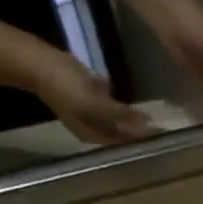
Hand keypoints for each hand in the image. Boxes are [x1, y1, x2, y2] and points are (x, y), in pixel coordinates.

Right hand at [30, 47, 156, 144]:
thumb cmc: (65, 86)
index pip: (125, 141)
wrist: (37, 62)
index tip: (165, 131)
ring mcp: (89, 111)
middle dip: (141, 130)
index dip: (144, 137)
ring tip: (155, 113)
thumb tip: (145, 127)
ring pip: (118, 119)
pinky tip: (136, 102)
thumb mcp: (94, 105)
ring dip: (134, 117)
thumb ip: (120, 117)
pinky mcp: (87, 96)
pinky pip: (111, 104)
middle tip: (165, 124)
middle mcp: (93, 127)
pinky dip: (124, 105)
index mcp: (93, 135)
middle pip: (122, 132)